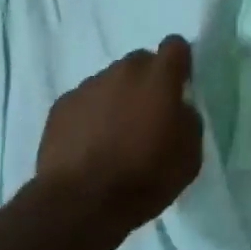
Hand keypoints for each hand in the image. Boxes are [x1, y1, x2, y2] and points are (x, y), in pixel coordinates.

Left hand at [33, 36, 202, 249]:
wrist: (80, 203)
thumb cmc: (144, 179)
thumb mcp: (189, 157)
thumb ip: (188, 121)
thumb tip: (179, 109)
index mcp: (158, 78)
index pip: (175, 46)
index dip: (180, 62)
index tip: (180, 84)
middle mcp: (122, 71)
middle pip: (140, 62)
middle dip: (147, 82)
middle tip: (148, 117)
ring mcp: (88, 86)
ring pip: (110, 82)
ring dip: (117, 99)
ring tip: (115, 136)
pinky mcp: (61, 105)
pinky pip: (85, 101)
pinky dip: (91, 116)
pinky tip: (90, 146)